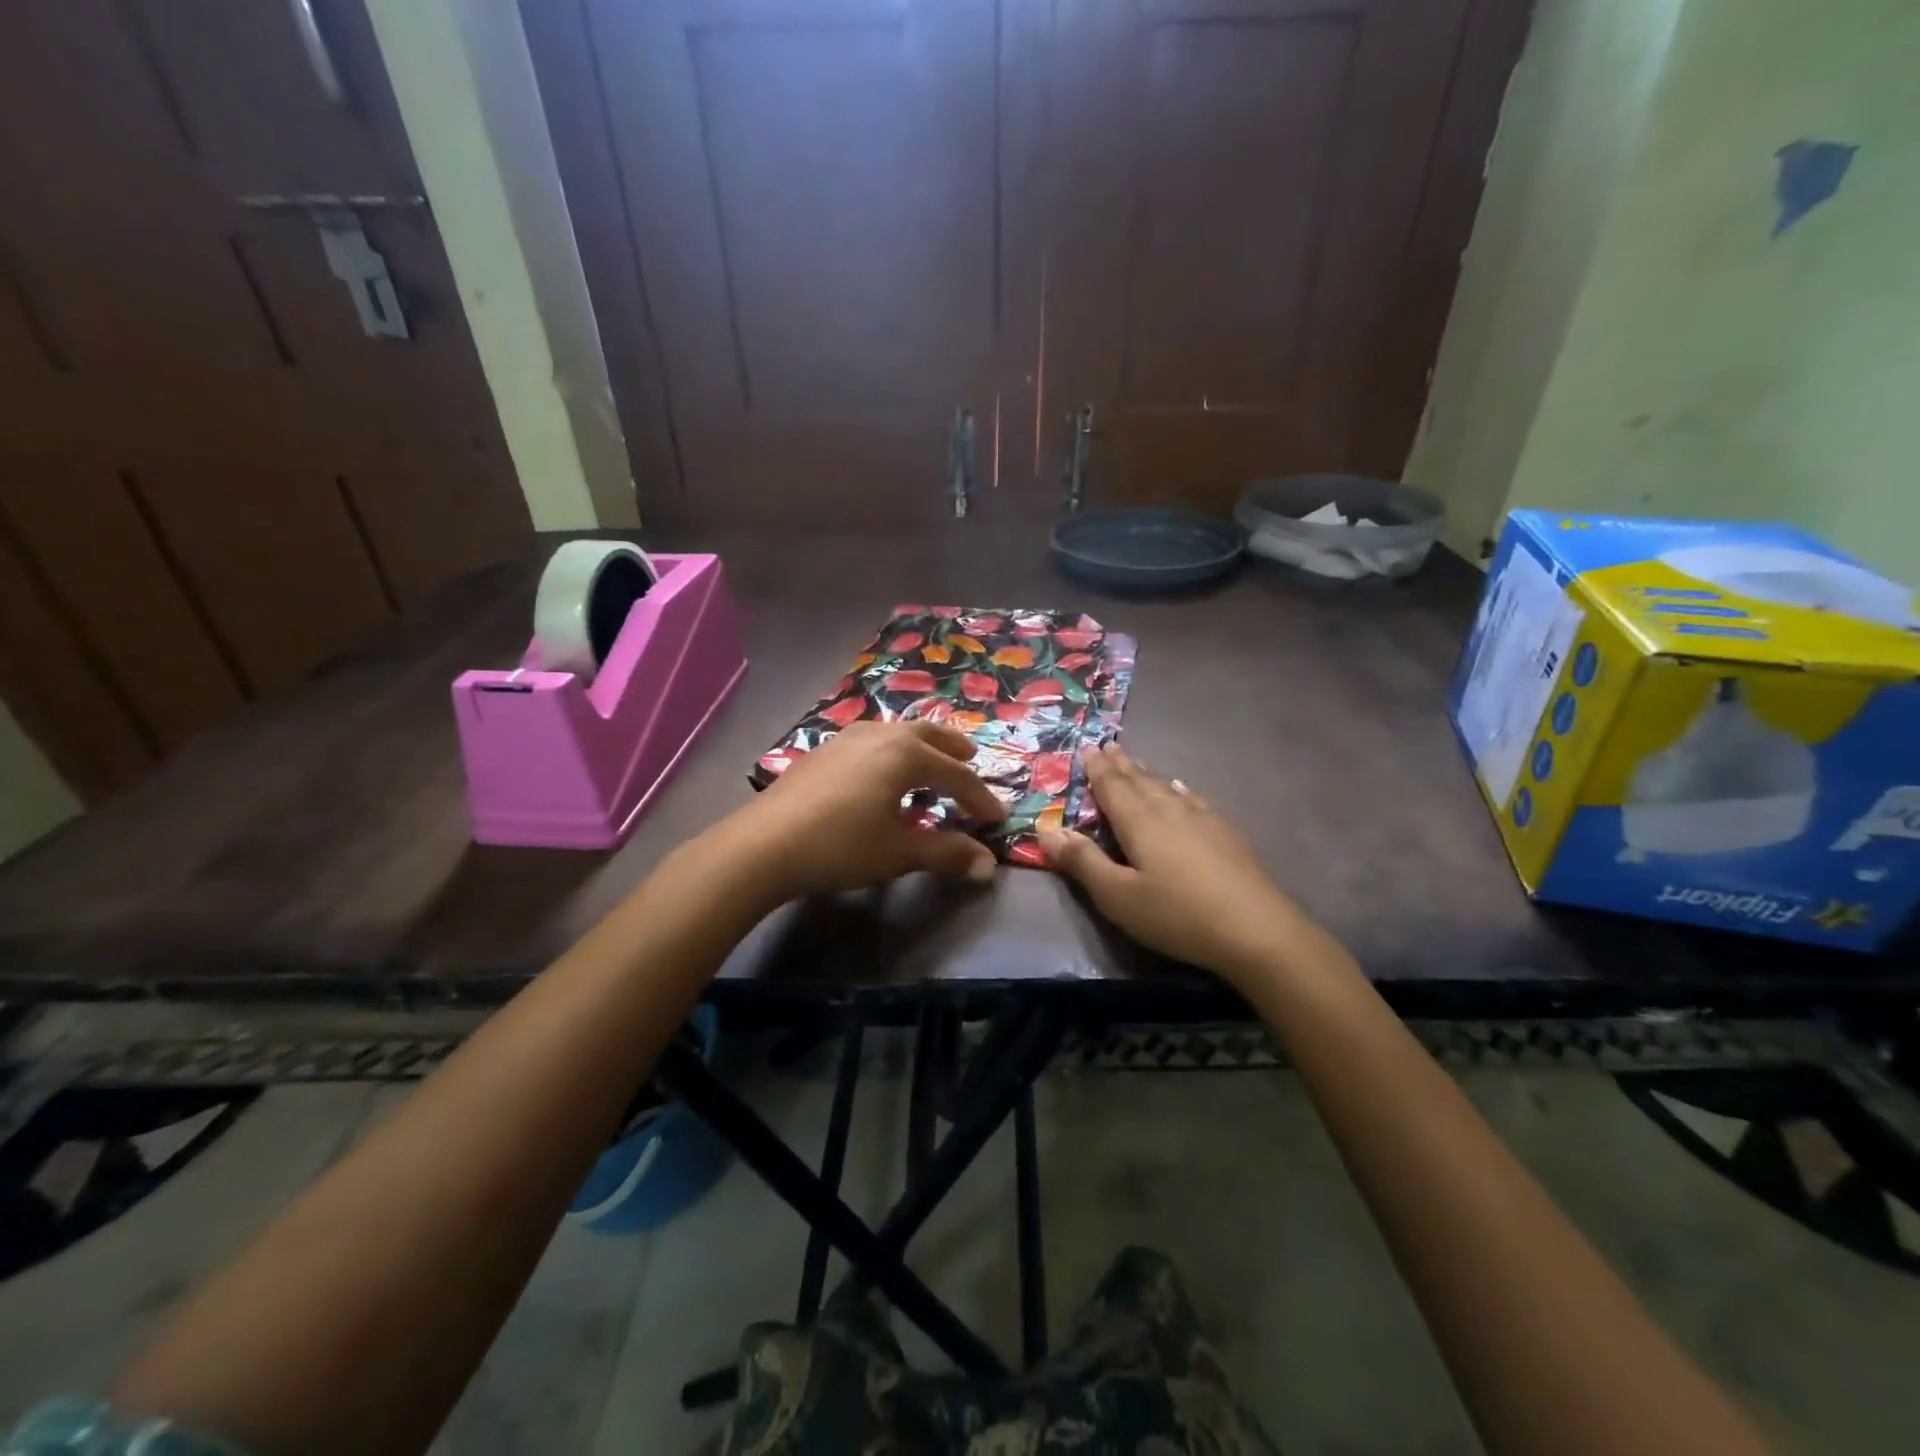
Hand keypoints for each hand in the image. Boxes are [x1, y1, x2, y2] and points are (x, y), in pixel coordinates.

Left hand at [719, 720, 1006, 902]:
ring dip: (920, 746)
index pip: (956, 775)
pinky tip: (880, 773)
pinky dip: (890, 752)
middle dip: (952, 748)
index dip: (979, 798)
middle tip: (970, 758)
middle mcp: (880, 736)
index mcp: (906, 754)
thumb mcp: (898, 852)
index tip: (997, 818)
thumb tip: (987, 865)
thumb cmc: (840, 846)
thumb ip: (946, 853)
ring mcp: (847, 739)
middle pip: (927, 735)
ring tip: (927, 762)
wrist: (763, 845)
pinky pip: (870, 743)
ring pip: (895, 733)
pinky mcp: (822, 752)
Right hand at [1038, 743, 1307, 983]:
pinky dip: (1178, 789)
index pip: (1112, 787)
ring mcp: (1202, 819)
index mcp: (1139, 822)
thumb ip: (1082, 862)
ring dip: (1146, 774)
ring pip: (1166, 787)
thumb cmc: (1176, 914)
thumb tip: (1047, 829)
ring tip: (1135, 764)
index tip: (1088, 747)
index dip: (1097, 768)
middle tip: (1107, 746)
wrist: (1256, 930)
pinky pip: (1192, 799)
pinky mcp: (1225, 833)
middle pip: (1139, 780)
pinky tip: (1181, 790)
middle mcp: (1169, 810)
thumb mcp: (1118, 896)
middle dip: (1120, 764)